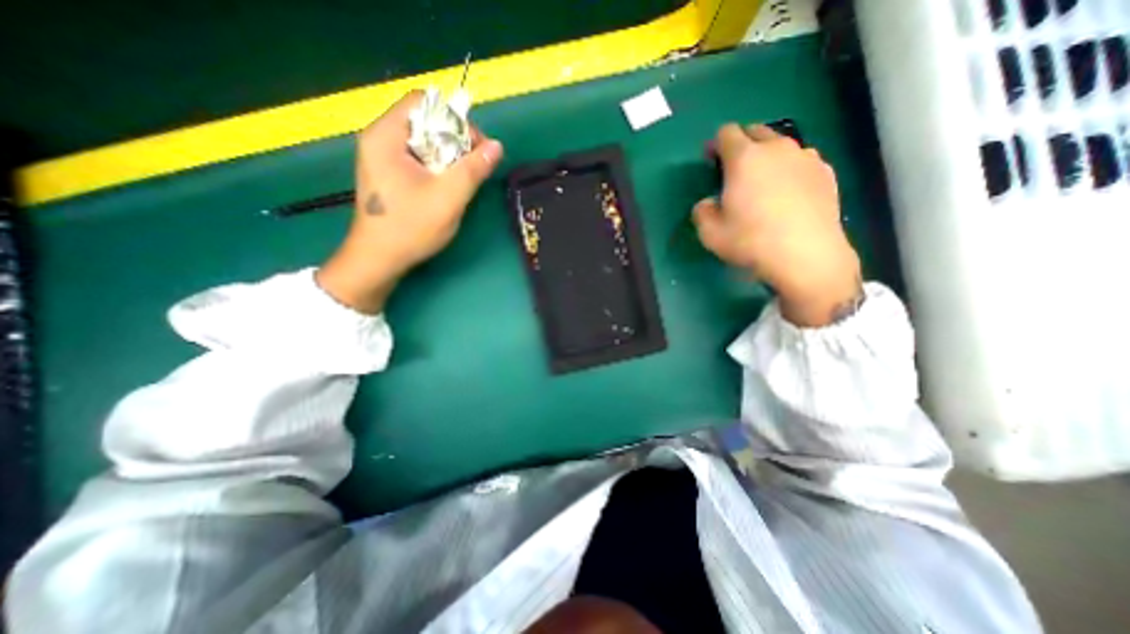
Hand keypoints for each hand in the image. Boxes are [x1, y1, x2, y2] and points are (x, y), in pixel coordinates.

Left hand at [313, 90, 498, 315]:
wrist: (379, 259)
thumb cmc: (410, 227)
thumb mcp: (448, 198)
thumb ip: (473, 170)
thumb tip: (496, 147)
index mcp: (386, 136)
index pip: (423, 103)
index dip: (455, 119)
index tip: (476, 147)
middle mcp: (380, 139)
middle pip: (424, 122)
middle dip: (455, 140)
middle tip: (474, 166)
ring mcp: (382, 158)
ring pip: (423, 142)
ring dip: (449, 156)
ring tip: (464, 178)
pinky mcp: (388, 175)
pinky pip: (418, 158)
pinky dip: (438, 167)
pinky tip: (447, 186)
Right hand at [695, 123, 860, 326]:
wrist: (805, 255)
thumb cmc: (751, 241)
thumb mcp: (710, 233)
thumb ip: (702, 212)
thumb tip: (708, 203)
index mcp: (744, 159)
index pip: (726, 133)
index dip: (715, 145)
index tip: (711, 162)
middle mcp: (777, 148)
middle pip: (755, 132)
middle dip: (741, 145)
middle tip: (734, 172)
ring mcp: (806, 158)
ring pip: (781, 145)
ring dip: (767, 156)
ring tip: (764, 183)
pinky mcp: (826, 172)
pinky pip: (801, 161)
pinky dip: (790, 169)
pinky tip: (788, 194)